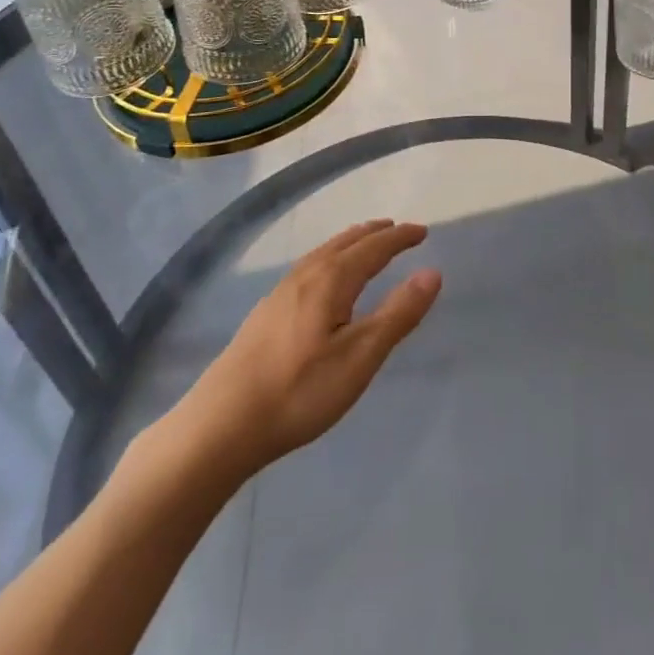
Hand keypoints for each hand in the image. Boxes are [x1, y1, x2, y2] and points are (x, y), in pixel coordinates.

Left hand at [175, 220, 441, 475]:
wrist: (220, 425)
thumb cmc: (299, 391)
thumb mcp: (360, 357)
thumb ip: (398, 314)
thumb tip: (432, 272)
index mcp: (331, 280)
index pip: (374, 248)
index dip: (400, 238)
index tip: (422, 231)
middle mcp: (305, 276)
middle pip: (345, 243)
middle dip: (374, 234)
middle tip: (396, 229)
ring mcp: (280, 293)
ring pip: (323, 254)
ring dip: (349, 243)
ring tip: (363, 243)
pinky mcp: (265, 313)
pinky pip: (308, 268)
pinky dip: (329, 259)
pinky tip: (321, 280)